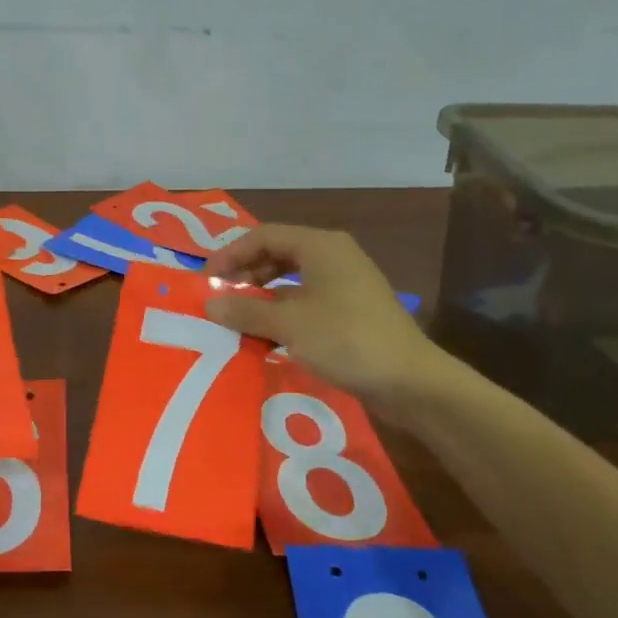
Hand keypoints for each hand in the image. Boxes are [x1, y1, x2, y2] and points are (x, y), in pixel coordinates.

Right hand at [202, 224, 444, 421]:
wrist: (411, 381)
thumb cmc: (346, 340)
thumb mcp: (289, 324)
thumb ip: (246, 310)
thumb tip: (209, 303)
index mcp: (320, 246)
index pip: (263, 236)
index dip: (230, 254)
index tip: (206, 279)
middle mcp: (333, 256)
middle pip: (277, 253)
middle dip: (245, 273)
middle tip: (220, 296)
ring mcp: (345, 283)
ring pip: (291, 279)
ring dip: (262, 295)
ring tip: (237, 316)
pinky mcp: (351, 310)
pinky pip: (306, 300)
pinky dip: (282, 312)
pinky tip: (266, 334)